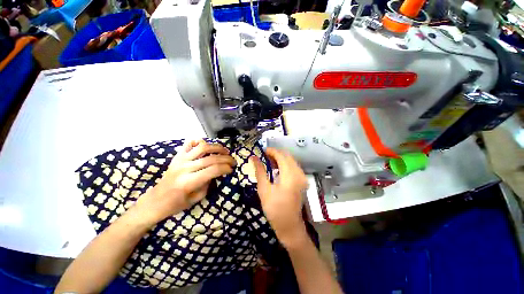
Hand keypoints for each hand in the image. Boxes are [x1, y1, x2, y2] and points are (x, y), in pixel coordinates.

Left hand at [135, 140, 234, 223]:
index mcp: (189, 181)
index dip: (226, 168)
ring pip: (203, 147)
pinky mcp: (177, 156)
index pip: (214, 170)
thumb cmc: (177, 203)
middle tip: (233, 161)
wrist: (155, 201)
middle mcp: (185, 168)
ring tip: (225, 151)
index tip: (232, 169)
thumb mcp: (197, 198)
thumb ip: (209, 183)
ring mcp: (180, 160)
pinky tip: (207, 145)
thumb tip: (219, 172)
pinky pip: (189, 143)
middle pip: (211, 158)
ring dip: (217, 147)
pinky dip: (199, 141)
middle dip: (226, 158)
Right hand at [251, 148, 308, 247]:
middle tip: (264, 156)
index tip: (262, 151)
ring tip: (269, 162)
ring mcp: (302, 177)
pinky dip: (285, 164)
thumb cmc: (274, 209)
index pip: (281, 156)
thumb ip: (259, 171)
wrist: (289, 226)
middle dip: (276, 153)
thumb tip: (253, 157)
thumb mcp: (264, 189)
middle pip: (288, 156)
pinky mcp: (302, 181)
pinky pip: (294, 167)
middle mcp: (299, 173)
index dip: (272, 151)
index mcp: (290, 175)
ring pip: (291, 160)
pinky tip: (277, 168)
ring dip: (280, 158)